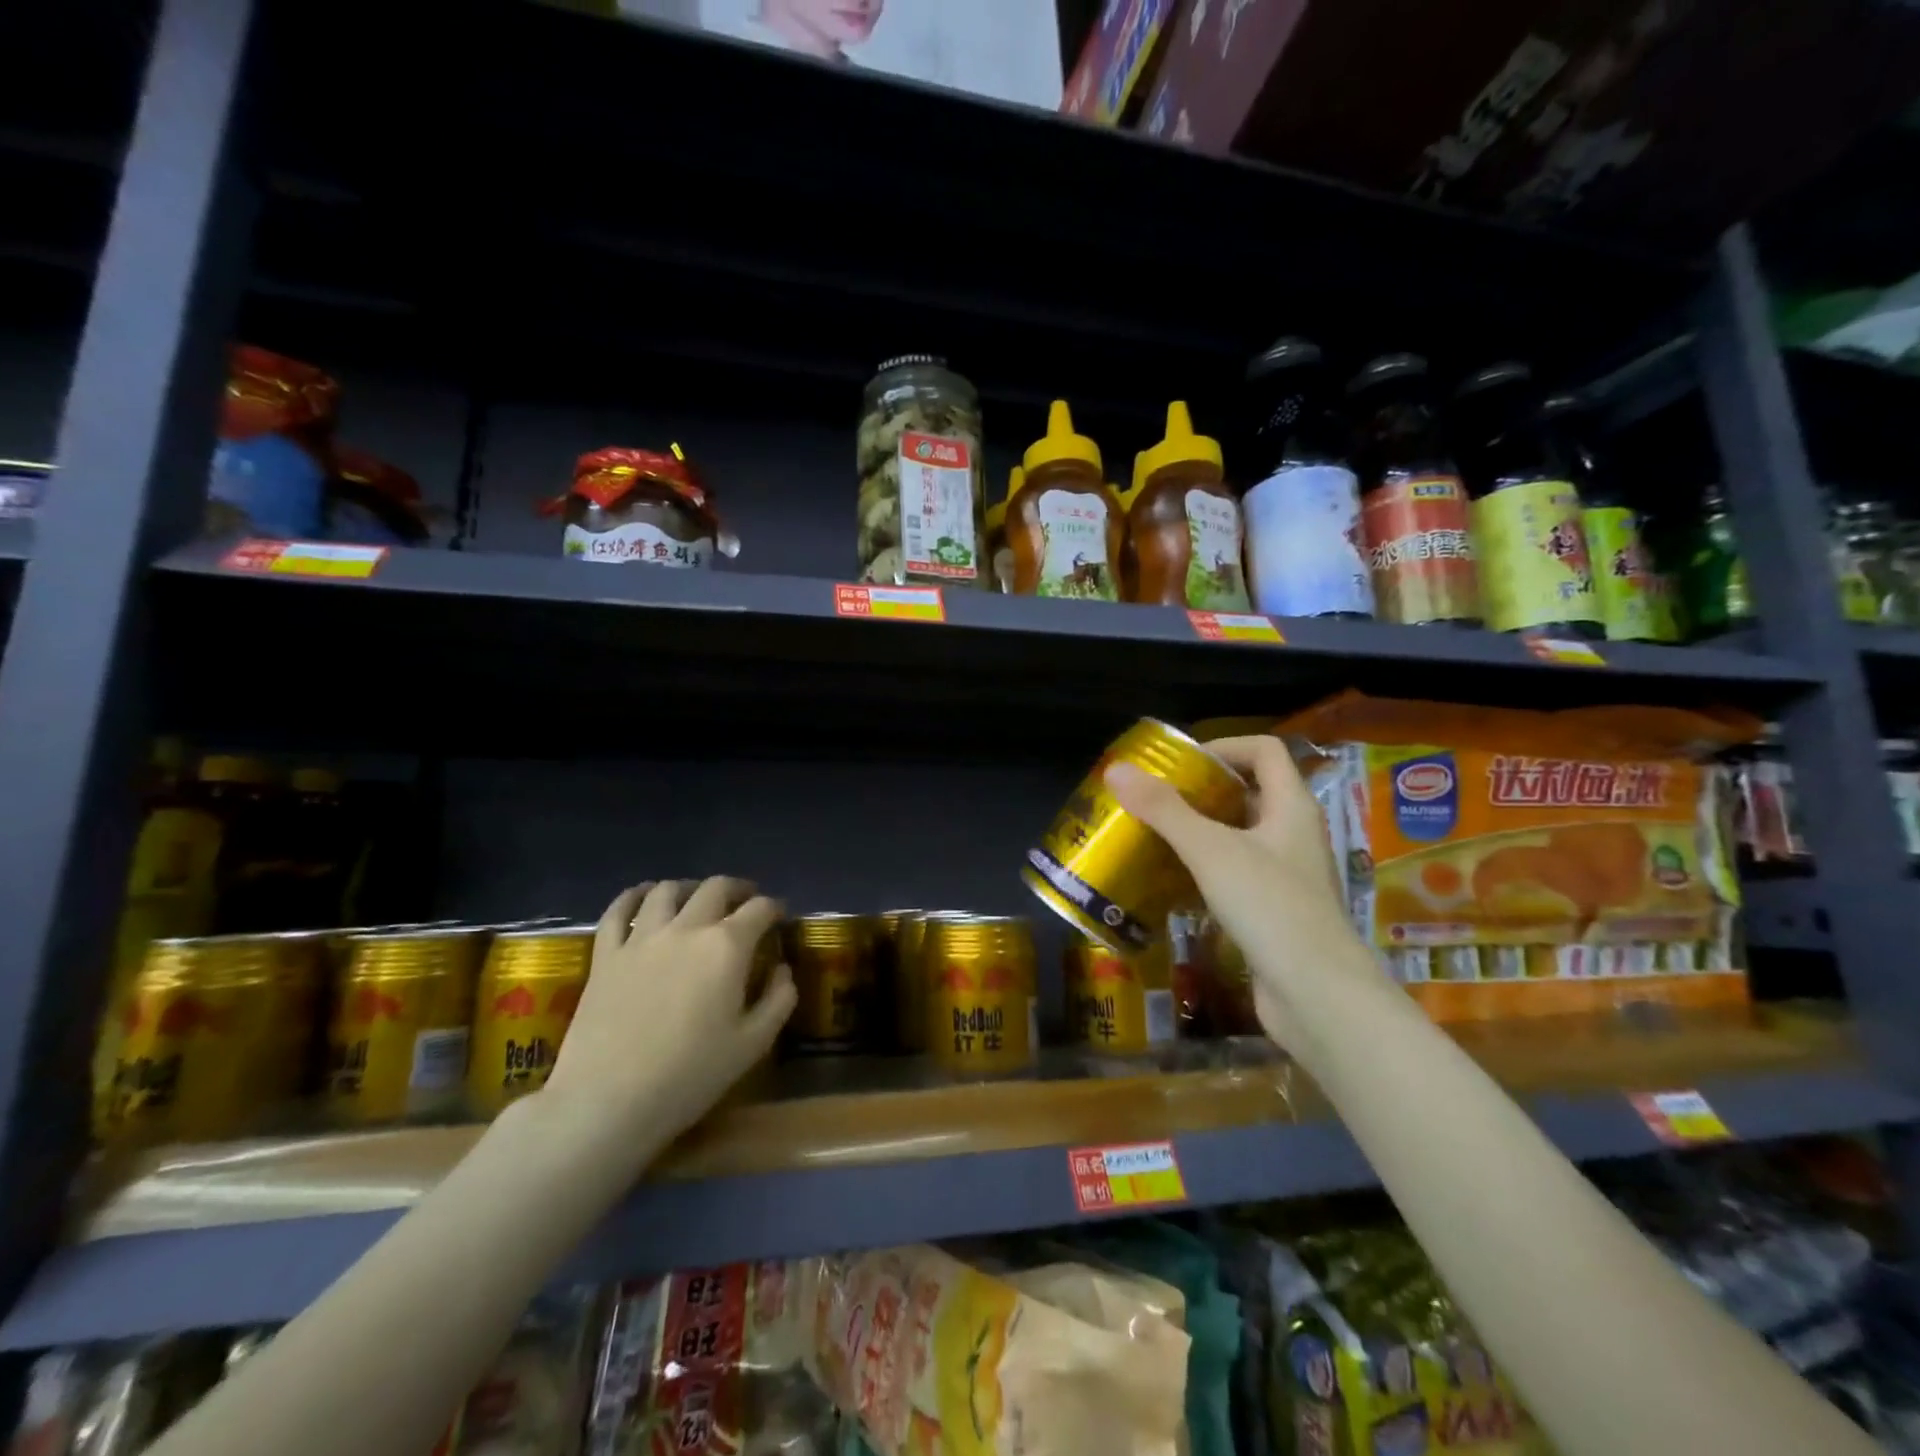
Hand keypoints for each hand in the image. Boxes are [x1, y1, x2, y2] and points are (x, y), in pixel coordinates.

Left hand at [537, 878, 795, 1161]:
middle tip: (745, 901)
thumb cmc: (689, 1075)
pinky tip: (641, 897)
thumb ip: (778, 999)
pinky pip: (616, 911)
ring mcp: (641, 938)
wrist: (607, 1101)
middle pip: (716, 888)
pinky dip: (633, 896)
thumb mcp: (753, 1044)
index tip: (779, 917)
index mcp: (727, 947)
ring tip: (695, 897)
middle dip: (737, 889)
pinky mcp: (605, 955)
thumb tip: (782, 970)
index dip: (774, 908)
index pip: (759, 909)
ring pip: (666, 890)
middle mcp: (687, 929)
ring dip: (688, 887)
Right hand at [1106, 735, 1371, 1046]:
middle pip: (1249, 792)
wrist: (1316, 995)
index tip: (1179, 765)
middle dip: (1201, 791)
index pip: (1263, 750)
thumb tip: (1117, 770)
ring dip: (1200, 831)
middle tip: (1155, 799)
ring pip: (1240, 836)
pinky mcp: (1274, 910)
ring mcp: (1286, 875)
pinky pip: (1236, 873)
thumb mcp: (1210, 850)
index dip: (1222, 747)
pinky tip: (1172, 881)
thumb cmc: (1269, 907)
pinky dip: (1205, 869)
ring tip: (1154, 835)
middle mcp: (1293, 834)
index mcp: (1291, 807)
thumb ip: (1164, 809)